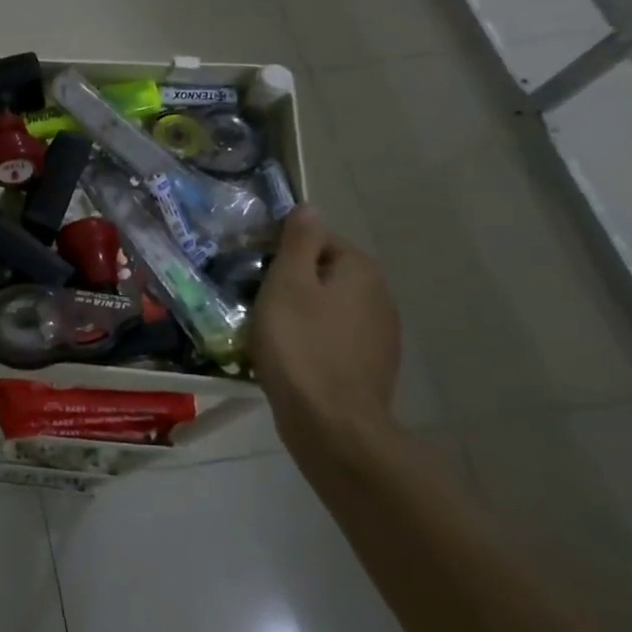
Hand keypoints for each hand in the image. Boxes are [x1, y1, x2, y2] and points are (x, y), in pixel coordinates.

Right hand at [251, 207, 400, 454]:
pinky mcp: (370, 366)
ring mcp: (379, 334)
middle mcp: (378, 296)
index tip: (252, 267)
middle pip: (324, 273)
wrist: (331, 424)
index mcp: (359, 270)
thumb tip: (309, 207)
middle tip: (253, 298)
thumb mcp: (287, 283)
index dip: (281, 248)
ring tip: (266, 329)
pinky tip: (289, 357)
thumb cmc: (300, 345)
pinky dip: (312, 340)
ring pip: (328, 307)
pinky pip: (333, 338)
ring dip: (300, 312)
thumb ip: (299, 241)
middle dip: (290, 281)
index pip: (317, 238)